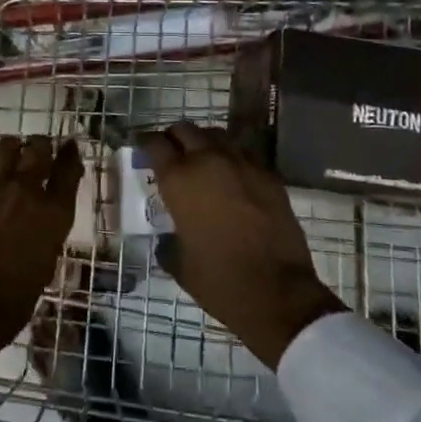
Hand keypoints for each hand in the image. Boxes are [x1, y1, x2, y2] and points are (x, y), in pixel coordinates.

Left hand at [0, 136, 81, 375]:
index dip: (70, 154)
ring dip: (13, 148)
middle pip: (39, 149)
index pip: (69, 170)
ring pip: (6, 147)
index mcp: (53, 215)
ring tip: (11, 153)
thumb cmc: (10, 304)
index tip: (69, 147)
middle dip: (42, 145)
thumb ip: (46, 235)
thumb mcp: (43, 268)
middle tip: (40, 147)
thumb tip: (41, 221)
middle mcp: (26, 192)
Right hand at [137, 123, 344, 369]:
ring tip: (201, 161)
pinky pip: (243, 153)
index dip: (145, 143)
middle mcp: (209, 161)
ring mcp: (242, 163)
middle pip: (185, 130)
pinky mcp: (268, 174)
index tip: (142, 148)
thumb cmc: (220, 281)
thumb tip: (167, 239)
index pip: (155, 144)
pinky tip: (231, 177)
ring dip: (204, 143)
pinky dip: (231, 157)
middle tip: (171, 154)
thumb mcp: (180, 265)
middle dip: (174, 138)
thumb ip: (168, 243)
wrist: (278, 292)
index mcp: (180, 180)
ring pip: (216, 135)